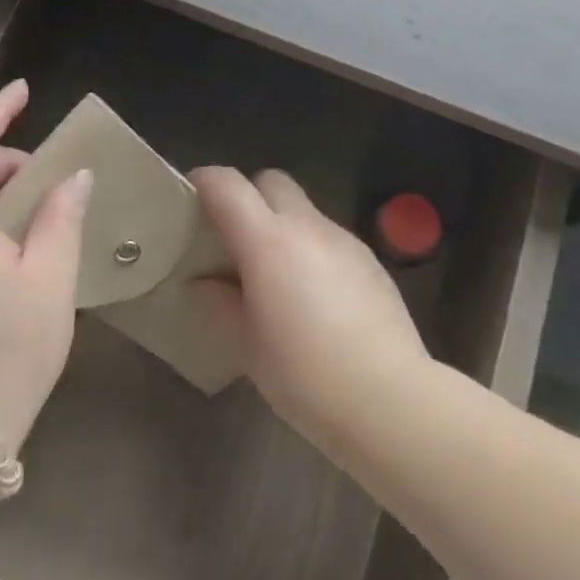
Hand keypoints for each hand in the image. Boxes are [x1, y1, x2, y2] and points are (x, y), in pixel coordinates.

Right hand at [192, 168, 428, 451]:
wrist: (388, 398)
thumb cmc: (304, 375)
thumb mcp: (248, 344)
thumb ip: (221, 302)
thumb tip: (202, 281)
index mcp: (267, 240)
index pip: (227, 185)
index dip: (204, 182)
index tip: (190, 199)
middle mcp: (306, 226)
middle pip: (271, 181)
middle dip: (249, 196)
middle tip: (235, 237)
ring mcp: (343, 239)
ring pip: (303, 209)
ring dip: (283, 226)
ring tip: (277, 275)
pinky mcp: (369, 259)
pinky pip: (329, 237)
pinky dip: (312, 249)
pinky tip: (316, 296)